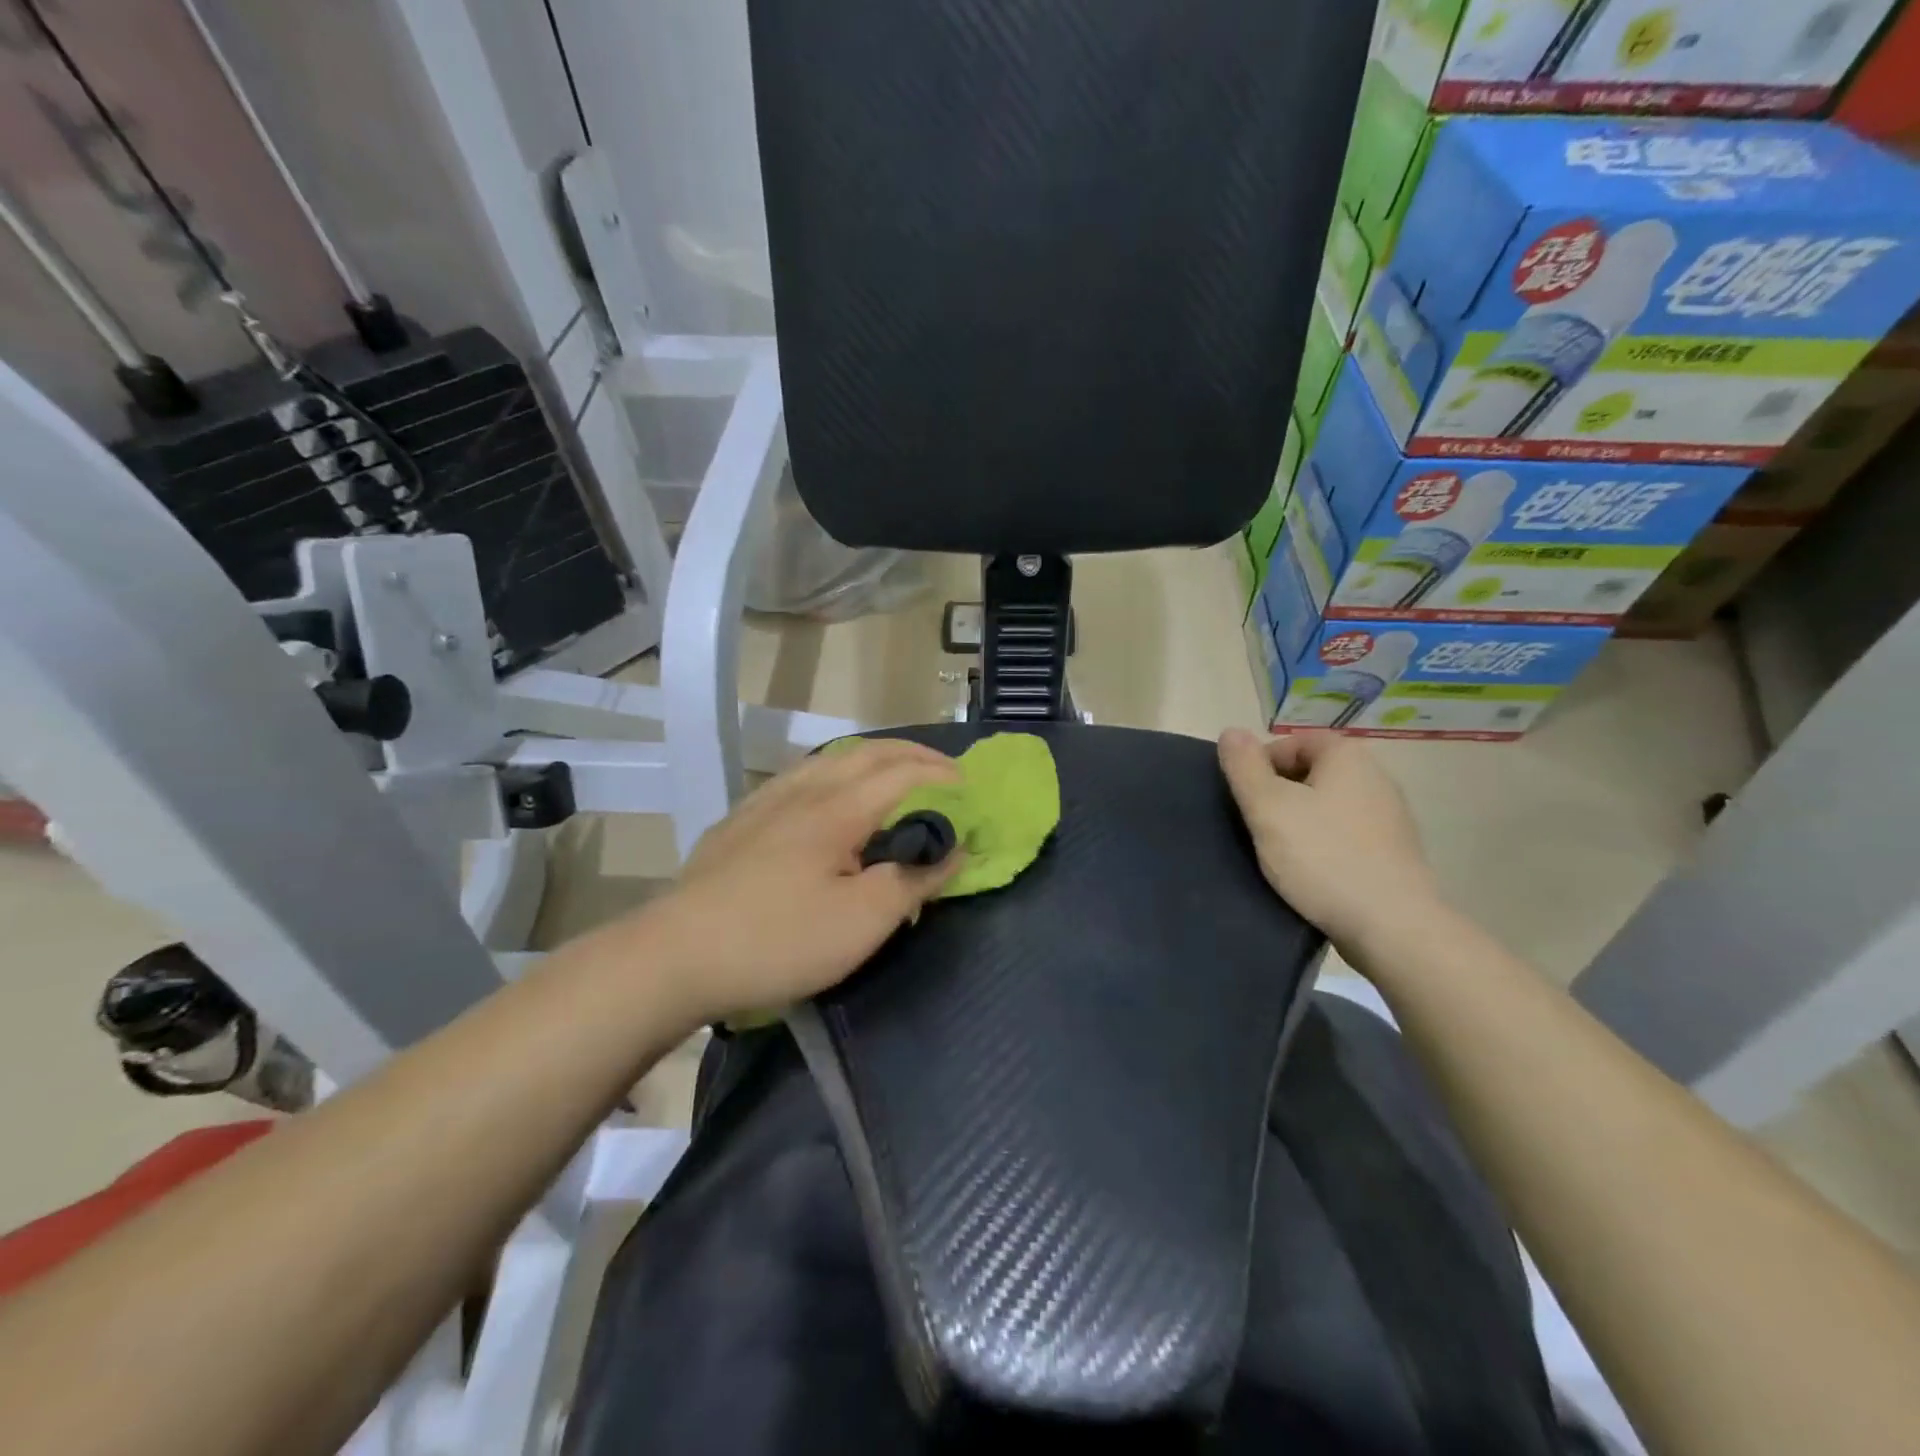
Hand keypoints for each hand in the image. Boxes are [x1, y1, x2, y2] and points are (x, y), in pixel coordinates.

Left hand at [639, 739, 963, 1026]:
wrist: (674, 956)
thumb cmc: (778, 940)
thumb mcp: (861, 923)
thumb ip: (912, 881)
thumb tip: (952, 851)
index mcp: (837, 810)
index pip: (902, 773)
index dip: (942, 775)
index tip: (972, 790)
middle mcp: (803, 792)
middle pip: (866, 754)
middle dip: (912, 755)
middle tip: (945, 770)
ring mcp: (765, 803)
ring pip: (828, 761)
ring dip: (872, 758)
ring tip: (894, 772)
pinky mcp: (740, 822)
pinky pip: (800, 777)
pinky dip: (834, 772)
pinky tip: (826, 794)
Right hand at [1217, 728, 1441, 953]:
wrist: (1391, 926)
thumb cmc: (1322, 857)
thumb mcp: (1268, 807)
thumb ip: (1244, 766)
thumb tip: (1231, 731)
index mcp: (1348, 757)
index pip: (1294, 742)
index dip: (1261, 764)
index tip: (1245, 798)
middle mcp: (1376, 777)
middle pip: (1311, 773)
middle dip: (1279, 794)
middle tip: (1257, 824)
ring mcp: (1390, 817)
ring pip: (1328, 806)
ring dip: (1299, 821)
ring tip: (1278, 851)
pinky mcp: (1393, 853)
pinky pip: (1346, 835)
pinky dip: (1323, 845)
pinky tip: (1310, 872)